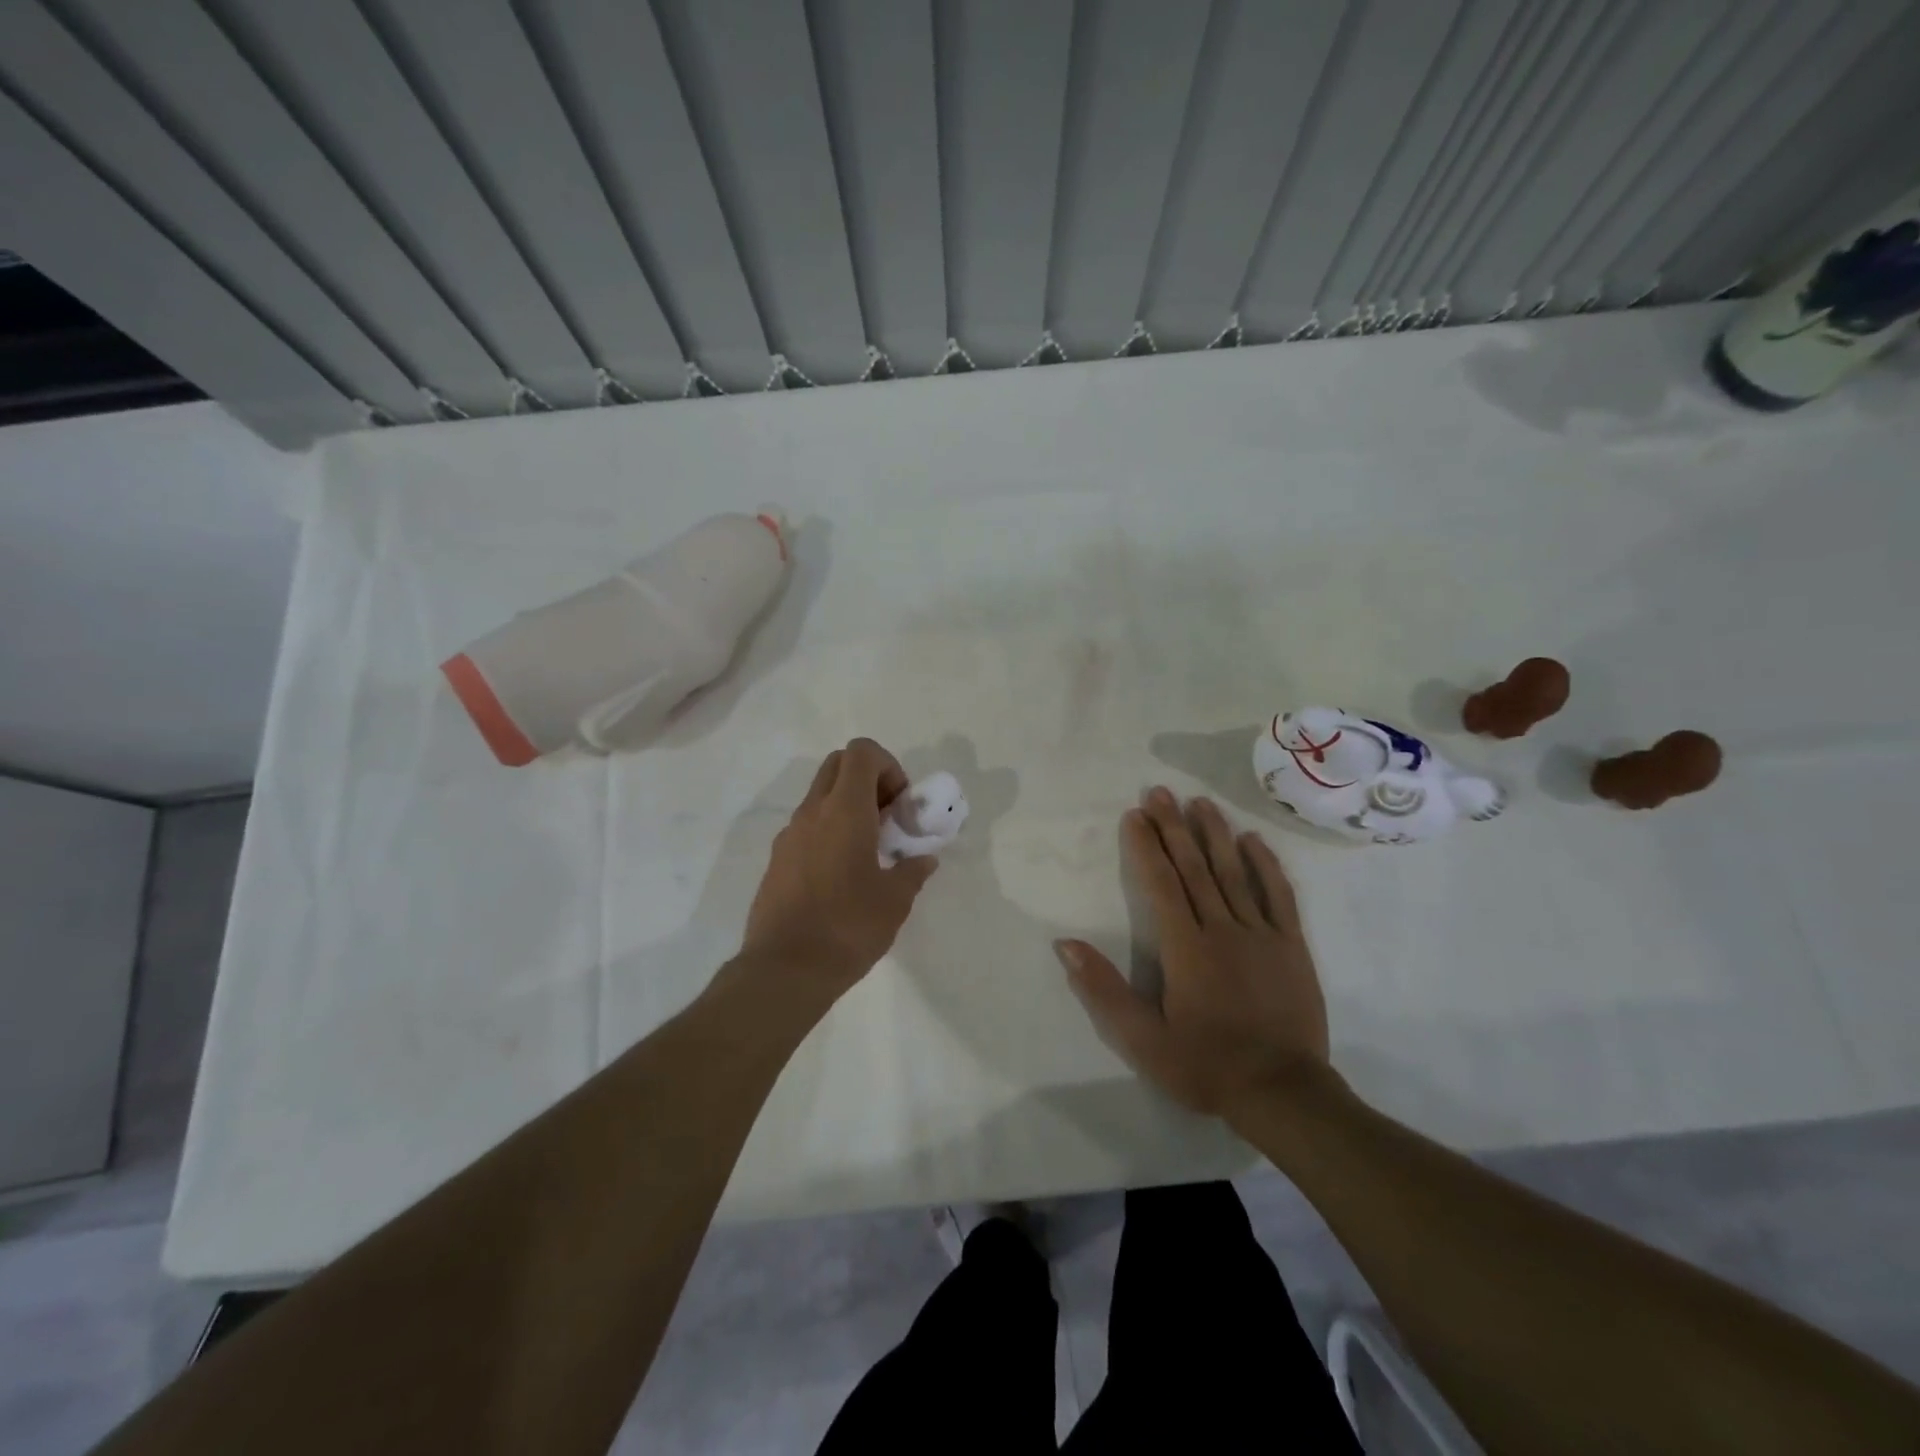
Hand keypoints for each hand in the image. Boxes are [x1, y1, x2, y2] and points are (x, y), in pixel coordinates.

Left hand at [740, 739, 937, 997]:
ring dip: (848, 806)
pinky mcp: (777, 860)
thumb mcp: (895, 900)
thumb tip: (923, 860)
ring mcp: (788, 835)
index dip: (888, 766)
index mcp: (844, 810)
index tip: (900, 804)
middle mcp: (812, 812)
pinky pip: (807, 826)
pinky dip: (829, 831)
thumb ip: (912, 871)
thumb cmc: (847, 927)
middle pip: (838, 764)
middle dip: (868, 779)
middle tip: (888, 817)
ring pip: (820, 795)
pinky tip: (842, 874)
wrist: (784, 970)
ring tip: (869, 850)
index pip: (861, 752)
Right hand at [1057, 788, 1332, 1118]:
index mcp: (1185, 948)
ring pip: (1234, 872)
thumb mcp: (1142, 1039)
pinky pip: (1279, 896)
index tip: (1134, 815)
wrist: (1283, 1093)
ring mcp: (1262, 934)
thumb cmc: (1205, 1065)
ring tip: (1200, 802)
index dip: (1146, 847)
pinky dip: (1266, 865)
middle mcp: (1223, 929)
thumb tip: (1066, 944)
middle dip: (1174, 827)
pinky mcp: (1292, 946)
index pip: (1161, 884)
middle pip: (1194, 868)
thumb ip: (1104, 990)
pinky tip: (1253, 840)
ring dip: (1215, 834)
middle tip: (1160, 792)